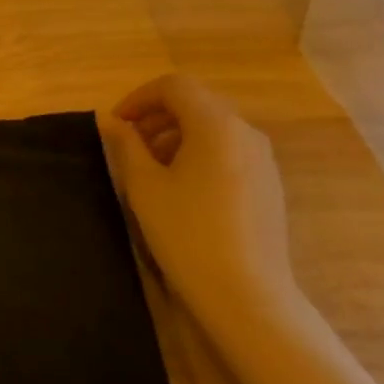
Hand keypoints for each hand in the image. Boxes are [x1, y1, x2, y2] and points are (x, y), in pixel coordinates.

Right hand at [97, 75, 296, 333]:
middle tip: (128, 143)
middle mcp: (245, 132)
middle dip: (157, 116)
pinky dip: (200, 153)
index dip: (139, 97)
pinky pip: (229, 151)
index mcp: (216, 124)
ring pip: (213, 128)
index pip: (174, 86)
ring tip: (151, 167)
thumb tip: (114, 122)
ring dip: (177, 135)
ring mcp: (263, 159)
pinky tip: (183, 188)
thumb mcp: (144, 186)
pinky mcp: (269, 185)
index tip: (117, 124)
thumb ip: (126, 145)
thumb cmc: (188, 234)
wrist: (248, 296)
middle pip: (196, 103)